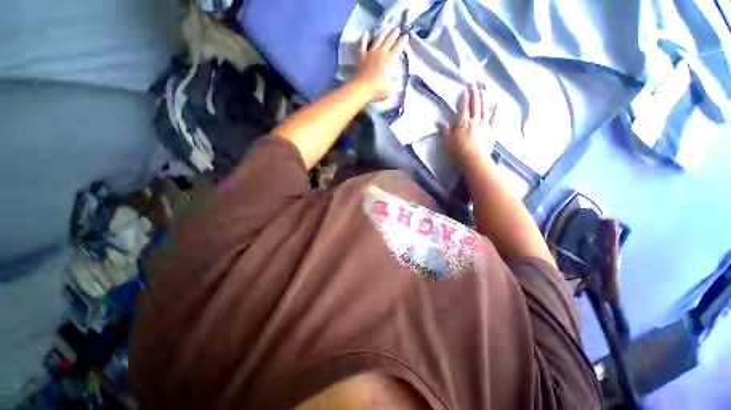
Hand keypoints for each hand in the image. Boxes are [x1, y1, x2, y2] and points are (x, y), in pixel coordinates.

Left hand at [355, 29, 408, 100]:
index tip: (406, 36)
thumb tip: (398, 77)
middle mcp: (381, 53)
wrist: (362, 88)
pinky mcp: (362, 55)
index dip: (402, 42)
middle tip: (397, 29)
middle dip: (394, 34)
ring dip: (383, 34)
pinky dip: (364, 38)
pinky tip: (366, 33)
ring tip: (387, 29)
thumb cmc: (378, 89)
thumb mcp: (391, 88)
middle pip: (388, 41)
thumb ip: (396, 82)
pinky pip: (363, 44)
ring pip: (378, 40)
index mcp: (389, 61)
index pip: (397, 48)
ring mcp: (370, 53)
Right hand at [438, 86, 496, 167]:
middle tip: (475, 86)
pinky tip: (496, 104)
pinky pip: (494, 118)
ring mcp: (484, 125)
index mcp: (463, 123)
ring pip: (484, 109)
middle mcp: (474, 121)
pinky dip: (495, 111)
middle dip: (475, 95)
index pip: (463, 108)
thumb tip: (440, 123)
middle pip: (475, 106)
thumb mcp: (448, 142)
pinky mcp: (491, 130)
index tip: (465, 90)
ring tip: (483, 91)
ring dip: (484, 99)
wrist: (474, 160)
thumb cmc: (458, 152)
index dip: (464, 99)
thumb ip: (445, 131)